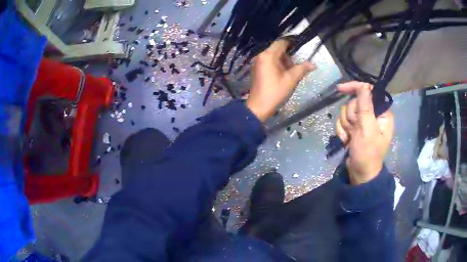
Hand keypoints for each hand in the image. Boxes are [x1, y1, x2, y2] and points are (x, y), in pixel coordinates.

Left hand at [246, 40, 315, 121]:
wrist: (259, 106)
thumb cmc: (275, 92)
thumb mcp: (291, 80)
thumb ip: (302, 69)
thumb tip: (313, 64)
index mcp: (268, 56)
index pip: (280, 43)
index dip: (291, 44)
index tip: (299, 48)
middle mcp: (260, 56)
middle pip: (277, 49)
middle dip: (287, 56)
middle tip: (294, 67)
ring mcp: (257, 62)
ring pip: (273, 55)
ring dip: (282, 61)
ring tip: (289, 73)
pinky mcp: (256, 68)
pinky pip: (268, 61)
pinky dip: (276, 64)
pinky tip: (281, 74)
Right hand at [336, 81, 393, 184]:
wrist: (360, 174)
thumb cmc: (368, 154)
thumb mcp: (368, 130)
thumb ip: (366, 106)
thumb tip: (363, 85)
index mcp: (382, 113)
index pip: (368, 91)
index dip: (355, 88)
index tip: (341, 89)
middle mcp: (373, 114)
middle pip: (355, 101)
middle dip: (351, 116)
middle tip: (354, 130)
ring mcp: (362, 122)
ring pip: (347, 111)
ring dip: (345, 125)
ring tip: (350, 138)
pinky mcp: (354, 128)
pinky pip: (343, 121)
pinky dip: (342, 131)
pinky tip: (346, 140)